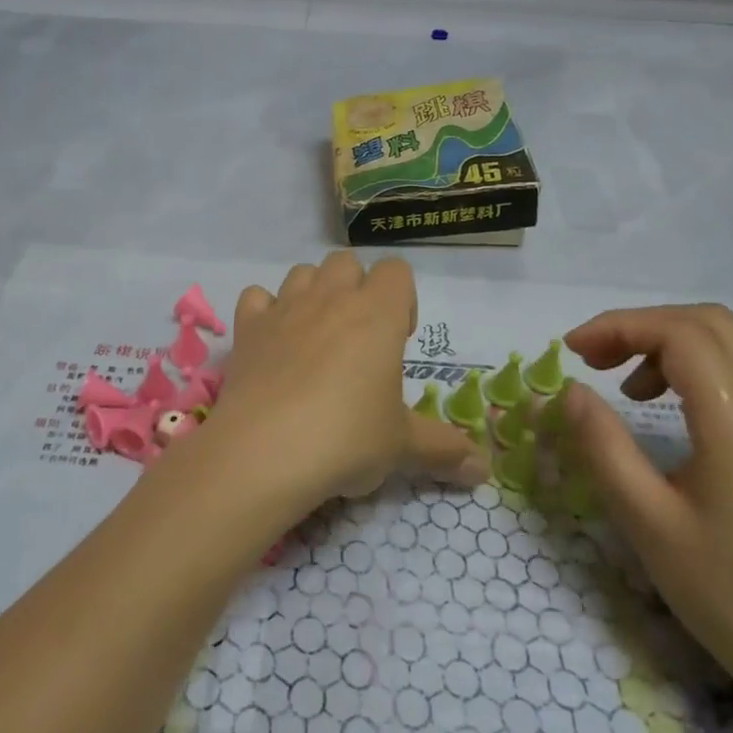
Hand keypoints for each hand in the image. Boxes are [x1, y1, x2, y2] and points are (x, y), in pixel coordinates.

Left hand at [204, 253, 489, 516]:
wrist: (265, 450)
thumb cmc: (347, 438)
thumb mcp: (402, 447)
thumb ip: (443, 449)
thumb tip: (484, 470)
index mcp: (377, 314)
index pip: (396, 270)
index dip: (402, 298)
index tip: (397, 340)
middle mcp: (330, 298)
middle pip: (346, 262)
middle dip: (356, 288)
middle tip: (359, 339)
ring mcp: (285, 308)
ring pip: (302, 272)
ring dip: (313, 293)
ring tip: (316, 338)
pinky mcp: (248, 327)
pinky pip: (256, 296)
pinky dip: (265, 310)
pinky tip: (272, 341)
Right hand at [553, 304, 732, 701]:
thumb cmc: (725, 592)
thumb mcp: (645, 520)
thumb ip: (602, 445)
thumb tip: (568, 389)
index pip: (679, 333)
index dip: (619, 326)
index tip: (572, 352)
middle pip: (707, 322)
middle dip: (641, 325)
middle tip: (594, 359)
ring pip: (729, 340)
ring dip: (669, 340)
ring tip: (625, 383)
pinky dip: (694, 364)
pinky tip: (665, 406)